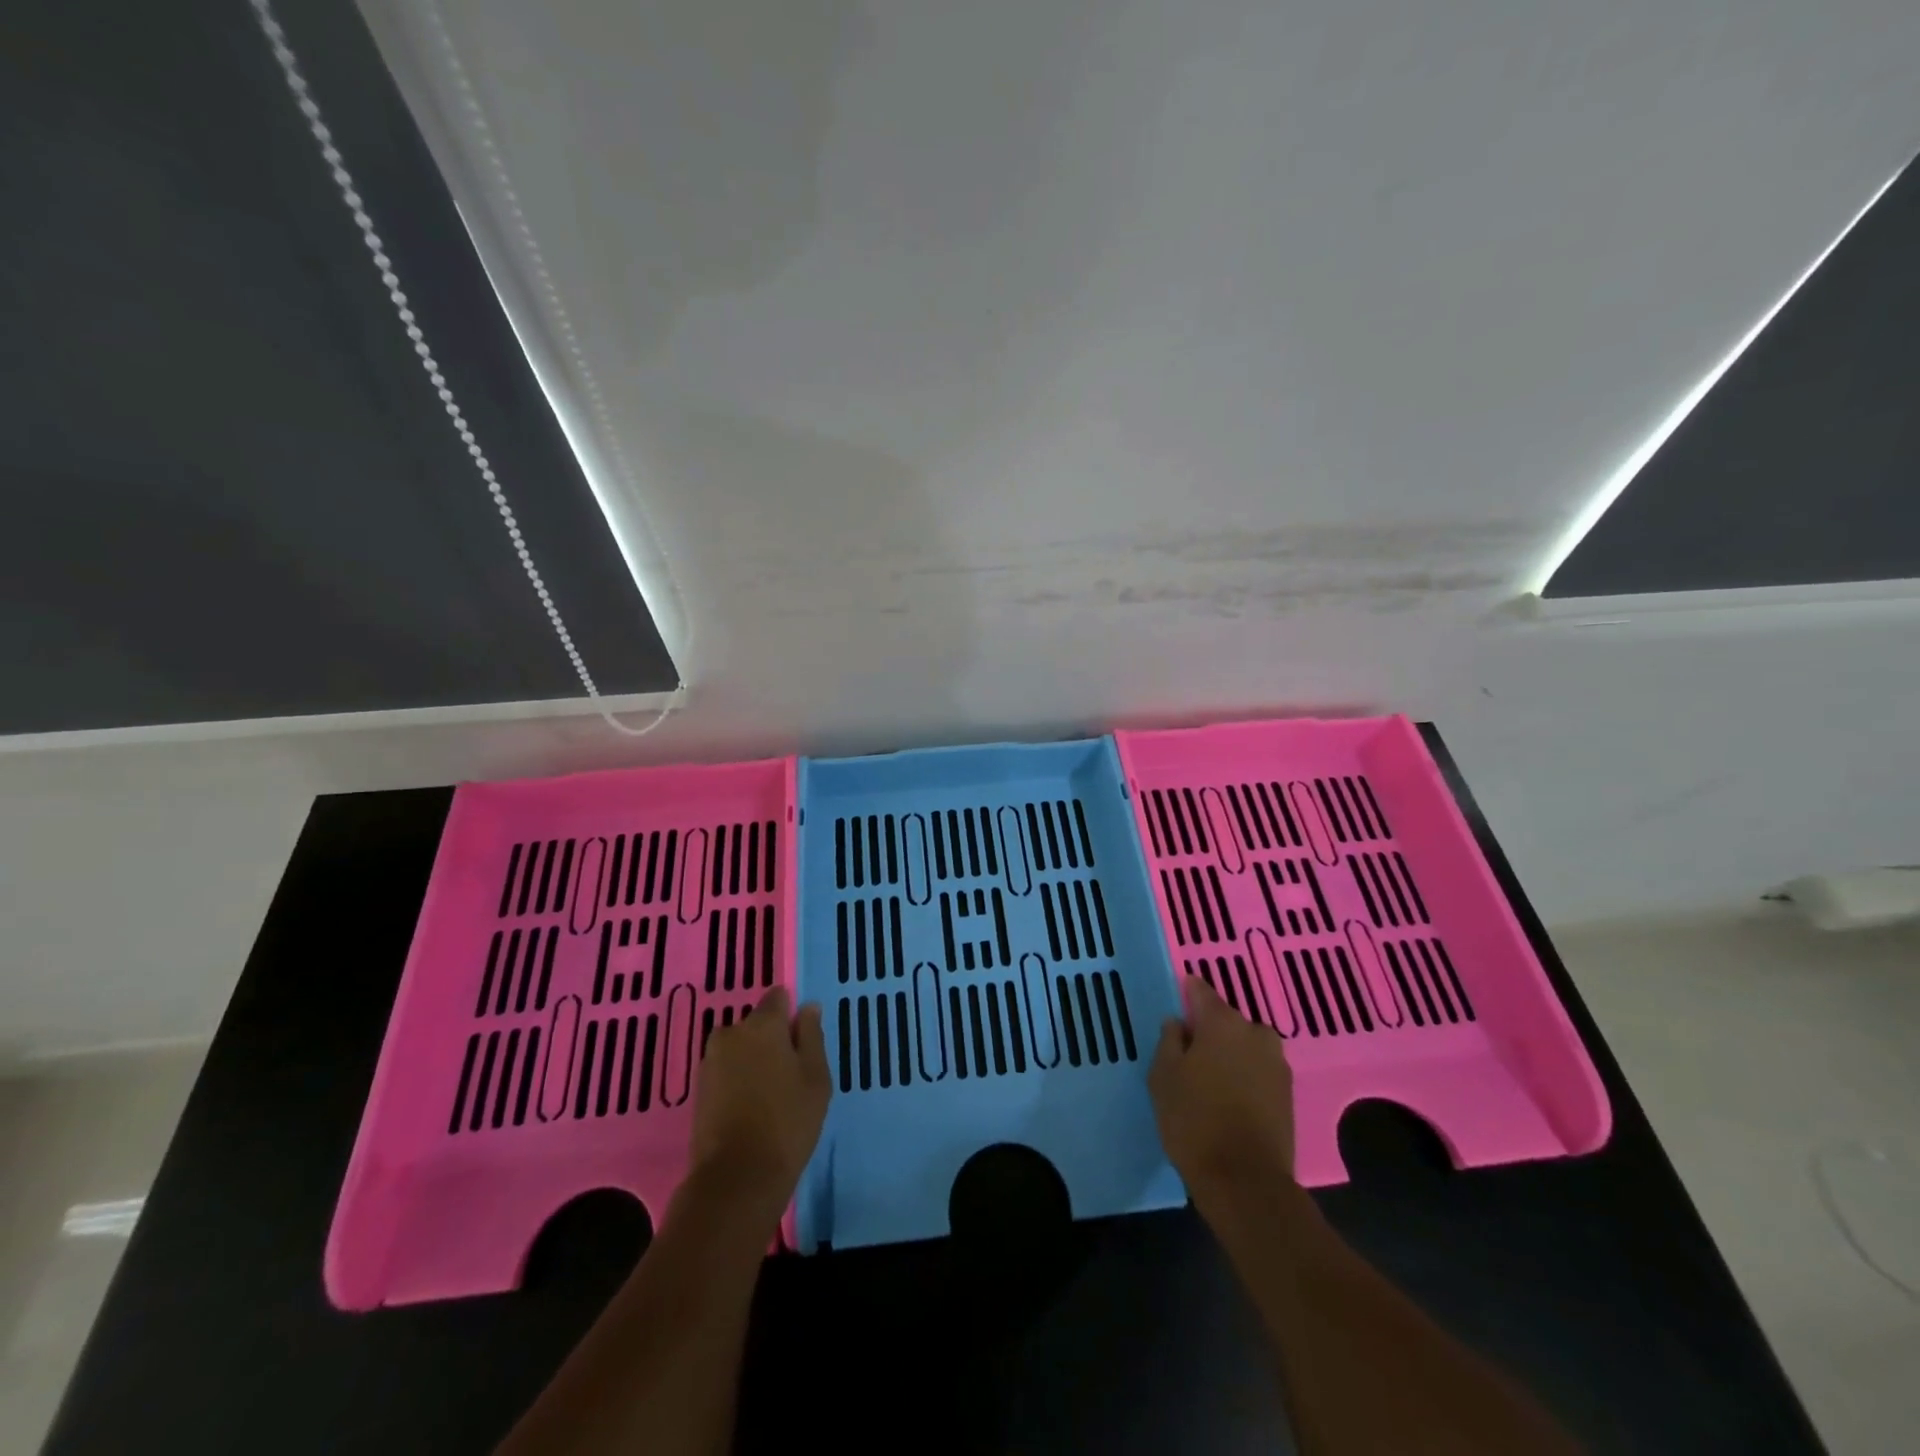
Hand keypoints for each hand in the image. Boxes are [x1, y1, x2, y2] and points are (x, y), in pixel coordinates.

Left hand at [688, 987, 829, 1218]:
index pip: (778, 998)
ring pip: (740, 1049)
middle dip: (771, 1041)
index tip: (802, 1044)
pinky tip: (751, 1109)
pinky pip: (726, 1071)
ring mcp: (710, 1061)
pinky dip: (738, 1081)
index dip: (791, 1017)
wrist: (736, 1177)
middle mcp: (731, 1032)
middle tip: (790, 1076)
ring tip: (770, 1097)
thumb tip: (807, 1007)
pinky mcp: (699, 1089)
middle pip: (757, 1024)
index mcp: (763, 1023)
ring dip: (753, 1061)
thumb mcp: (816, 1077)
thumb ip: (812, 1036)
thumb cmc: (788, 1121)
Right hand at [1148, 975, 1296, 1203]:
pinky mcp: (1288, 1093)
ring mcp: (1277, 1063)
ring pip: (1244, 1046)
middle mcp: (1255, 1032)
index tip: (1175, 1008)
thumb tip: (1178, 1023)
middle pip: (1225, 1020)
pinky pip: (1258, 1070)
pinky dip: (1244, 1076)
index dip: (1186, 995)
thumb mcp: (1163, 1076)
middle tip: (1187, 1055)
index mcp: (1222, 1022)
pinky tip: (1228, 1099)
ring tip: (1208, 1081)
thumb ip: (1169, 1041)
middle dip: (1208, 1031)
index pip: (1200, 991)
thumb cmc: (1194, 1120)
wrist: (1245, 1181)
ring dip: (1229, 1055)